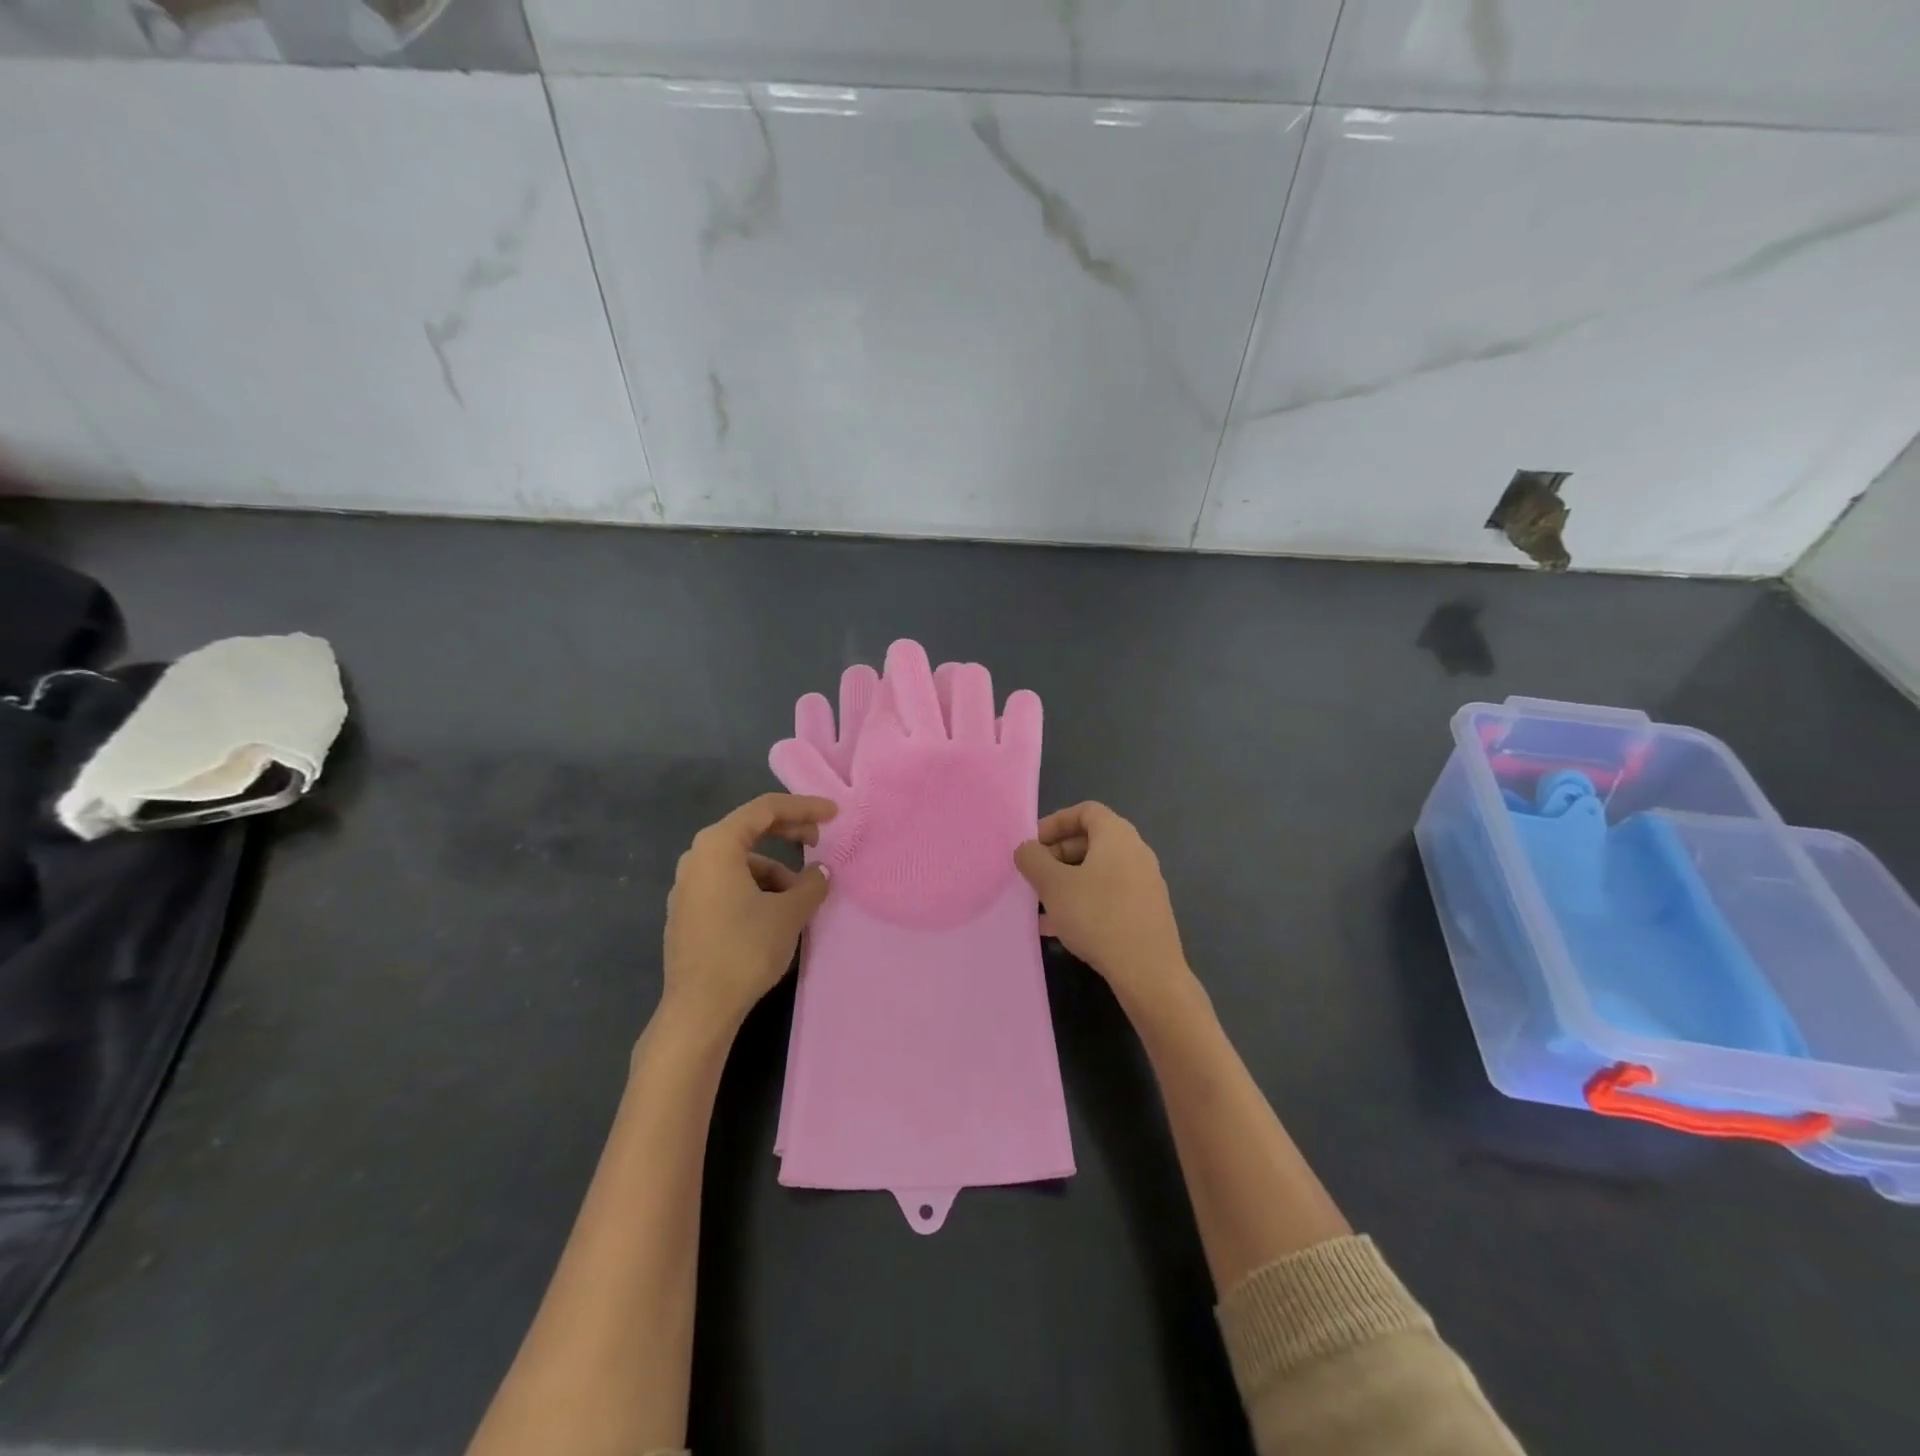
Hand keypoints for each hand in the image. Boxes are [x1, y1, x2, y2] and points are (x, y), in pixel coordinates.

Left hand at [662, 793, 836, 1032]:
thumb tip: (820, 873)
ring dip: (775, 870)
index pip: (765, 810)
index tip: (833, 814)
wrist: (699, 1009)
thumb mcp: (790, 912)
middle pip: (749, 830)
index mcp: (717, 845)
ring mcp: (688, 886)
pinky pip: (728, 883)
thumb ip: (811, 883)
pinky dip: (756, 886)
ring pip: (741, 862)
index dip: (803, 807)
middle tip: (820, 842)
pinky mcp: (688, 912)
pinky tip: (776, 912)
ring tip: (800, 897)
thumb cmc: (745, 949)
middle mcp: (697, 857)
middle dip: (789, 833)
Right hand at [1014, 802, 1194, 1015]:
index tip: (1033, 845)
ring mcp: (1144, 883)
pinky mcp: (1146, 911)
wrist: (1148, 971)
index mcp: (1117, 836)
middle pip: (1091, 841)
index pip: (1085, 811)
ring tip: (1040, 904)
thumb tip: (1027, 849)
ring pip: (1097, 871)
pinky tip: (1059, 928)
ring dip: (1067, 882)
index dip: (1055, 822)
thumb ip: (1033, 860)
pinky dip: (1083, 901)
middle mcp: (1136, 852)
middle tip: (1034, 876)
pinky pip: (1108, 894)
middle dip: (1057, 855)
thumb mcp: (1053, 885)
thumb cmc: (1097, 916)